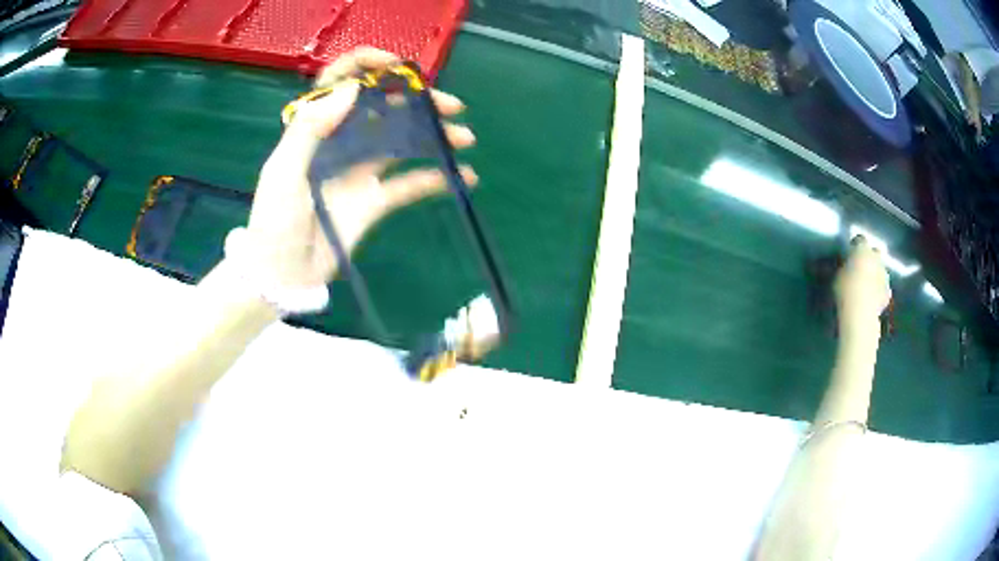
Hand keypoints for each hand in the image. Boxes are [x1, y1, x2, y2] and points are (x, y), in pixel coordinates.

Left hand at [233, 47, 477, 288]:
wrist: (284, 275)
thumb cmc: (274, 222)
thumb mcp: (282, 172)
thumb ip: (311, 128)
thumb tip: (352, 89)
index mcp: (315, 128)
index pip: (341, 82)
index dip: (367, 67)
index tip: (397, 67)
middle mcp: (341, 142)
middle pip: (383, 107)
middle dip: (417, 100)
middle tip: (450, 105)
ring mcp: (360, 170)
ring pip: (402, 141)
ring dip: (434, 135)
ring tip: (464, 138)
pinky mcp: (375, 200)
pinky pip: (409, 184)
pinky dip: (436, 179)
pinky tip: (463, 176)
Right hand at [835, 236, 890, 336]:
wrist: (860, 314)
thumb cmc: (845, 291)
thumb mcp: (838, 275)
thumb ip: (845, 266)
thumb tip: (847, 266)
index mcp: (862, 249)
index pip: (860, 239)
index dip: (855, 245)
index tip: (850, 252)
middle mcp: (876, 258)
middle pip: (875, 252)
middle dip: (870, 258)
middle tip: (861, 267)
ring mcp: (884, 275)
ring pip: (881, 270)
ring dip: (875, 274)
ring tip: (867, 285)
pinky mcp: (888, 292)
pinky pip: (883, 287)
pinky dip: (879, 290)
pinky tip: (872, 298)